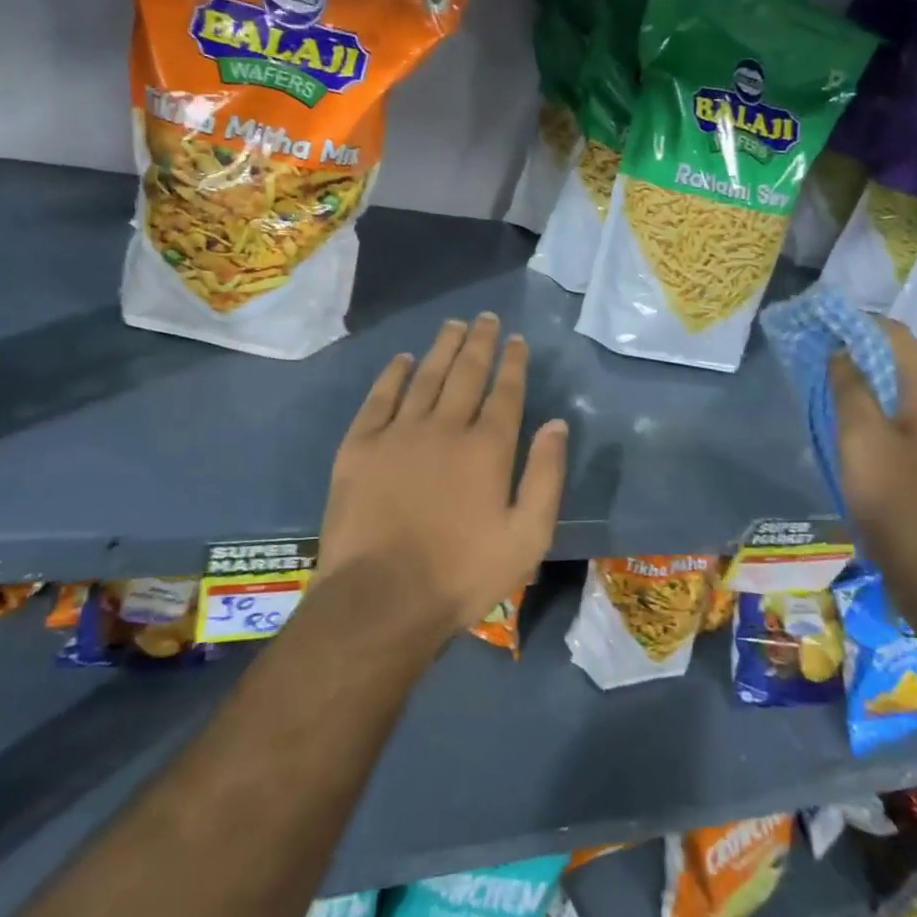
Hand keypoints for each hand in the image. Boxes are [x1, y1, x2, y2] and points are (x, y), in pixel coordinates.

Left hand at [317, 313, 568, 638]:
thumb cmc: (462, 574)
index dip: (513, 362)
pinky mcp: (360, 446)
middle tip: (486, 318)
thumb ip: (546, 476)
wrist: (381, 599)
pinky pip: (379, 398)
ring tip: (453, 326)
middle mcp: (444, 427)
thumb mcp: (527, 537)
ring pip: (425, 376)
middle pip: (466, 373)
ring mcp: (398, 433)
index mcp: (487, 447)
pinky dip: (392, 375)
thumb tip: (556, 424)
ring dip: (441, 348)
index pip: (505, 391)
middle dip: (480, 342)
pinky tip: (402, 360)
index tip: (517, 339)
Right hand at [831, 318, 916, 603]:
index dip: (853, 323)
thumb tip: (841, 352)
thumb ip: (850, 388)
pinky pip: (901, 415)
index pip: (893, 333)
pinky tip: (846, 423)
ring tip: (822, 386)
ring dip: (861, 381)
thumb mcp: (861, 438)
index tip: (814, 326)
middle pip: (896, 358)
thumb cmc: (898, 500)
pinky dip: (872, 407)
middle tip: (811, 356)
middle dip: (854, 351)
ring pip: (897, 388)